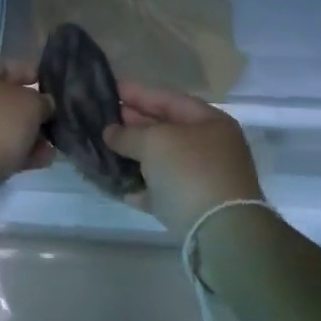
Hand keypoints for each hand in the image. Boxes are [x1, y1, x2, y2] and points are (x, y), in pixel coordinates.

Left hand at [0, 55, 54, 214]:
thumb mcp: (30, 105)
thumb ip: (41, 101)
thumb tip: (42, 105)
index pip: (6, 64)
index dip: (32, 75)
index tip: (53, 90)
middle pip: (0, 98)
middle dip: (29, 112)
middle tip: (52, 123)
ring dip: (23, 135)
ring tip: (50, 150)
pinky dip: (10, 151)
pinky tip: (38, 162)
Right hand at [103, 81, 262, 234]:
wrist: (220, 232)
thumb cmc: (190, 171)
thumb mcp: (154, 142)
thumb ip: (128, 133)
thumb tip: (110, 132)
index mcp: (209, 122)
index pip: (168, 98)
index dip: (137, 92)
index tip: (107, 89)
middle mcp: (209, 147)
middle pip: (164, 128)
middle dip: (131, 123)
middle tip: (99, 117)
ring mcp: (201, 178)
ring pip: (159, 160)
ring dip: (132, 154)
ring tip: (101, 147)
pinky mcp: (191, 207)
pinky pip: (158, 189)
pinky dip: (138, 185)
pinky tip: (114, 181)